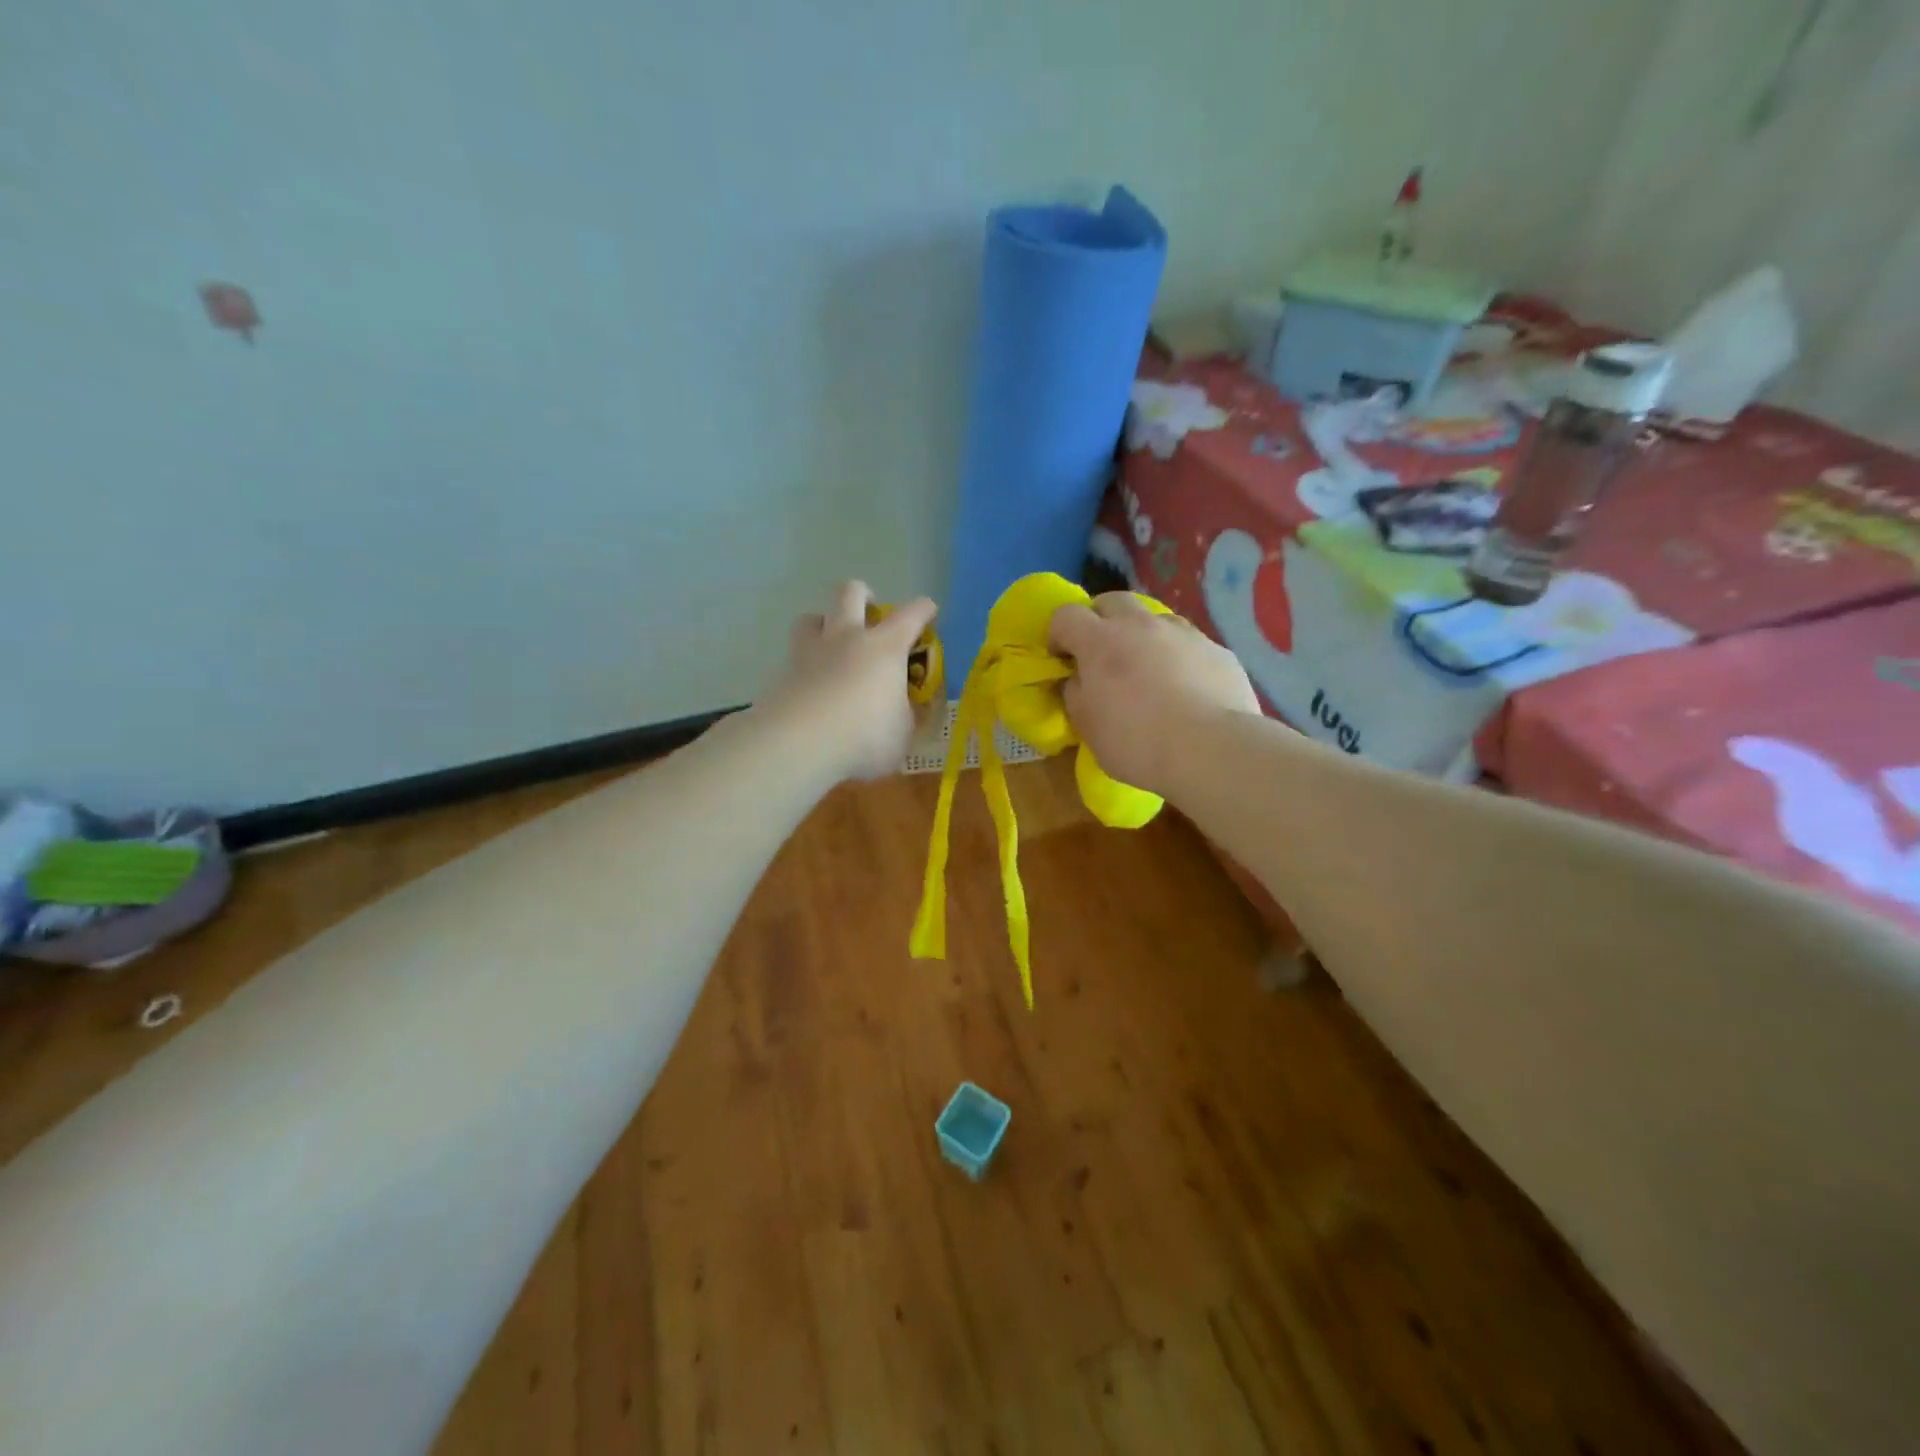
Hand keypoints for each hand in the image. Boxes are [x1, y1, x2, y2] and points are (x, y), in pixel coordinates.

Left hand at [758, 581, 937, 782]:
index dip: (923, 609)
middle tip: (869, 614)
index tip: (928, 611)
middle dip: (863, 595)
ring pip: (811, 617)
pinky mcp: (783, 673)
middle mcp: (847, 638)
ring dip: (823, 624)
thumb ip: (904, 717)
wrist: (799, 744)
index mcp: (885, 647)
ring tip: (830, 646)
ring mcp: (810, 652)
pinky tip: (809, 687)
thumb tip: (903, 712)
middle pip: (851, 593)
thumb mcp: (902, 734)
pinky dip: (803, 666)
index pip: (911, 615)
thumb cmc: (864, 736)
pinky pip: (793, 657)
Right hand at [1049, 593, 1260, 796]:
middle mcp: (1141, 625)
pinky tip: (1184, 687)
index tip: (1062, 658)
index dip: (1058, 634)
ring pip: (1154, 618)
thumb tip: (1079, 679)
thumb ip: (1076, 694)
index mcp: (1100, 641)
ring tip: (1146, 669)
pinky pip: (1187, 643)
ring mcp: (1183, 633)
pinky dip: (1177, 656)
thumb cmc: (1137, 742)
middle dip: (1100, 619)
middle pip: (1112, 601)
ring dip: (1142, 635)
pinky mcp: (1217, 649)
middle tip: (1101, 652)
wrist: (1211, 750)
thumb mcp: (1088, 726)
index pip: (1066, 615)